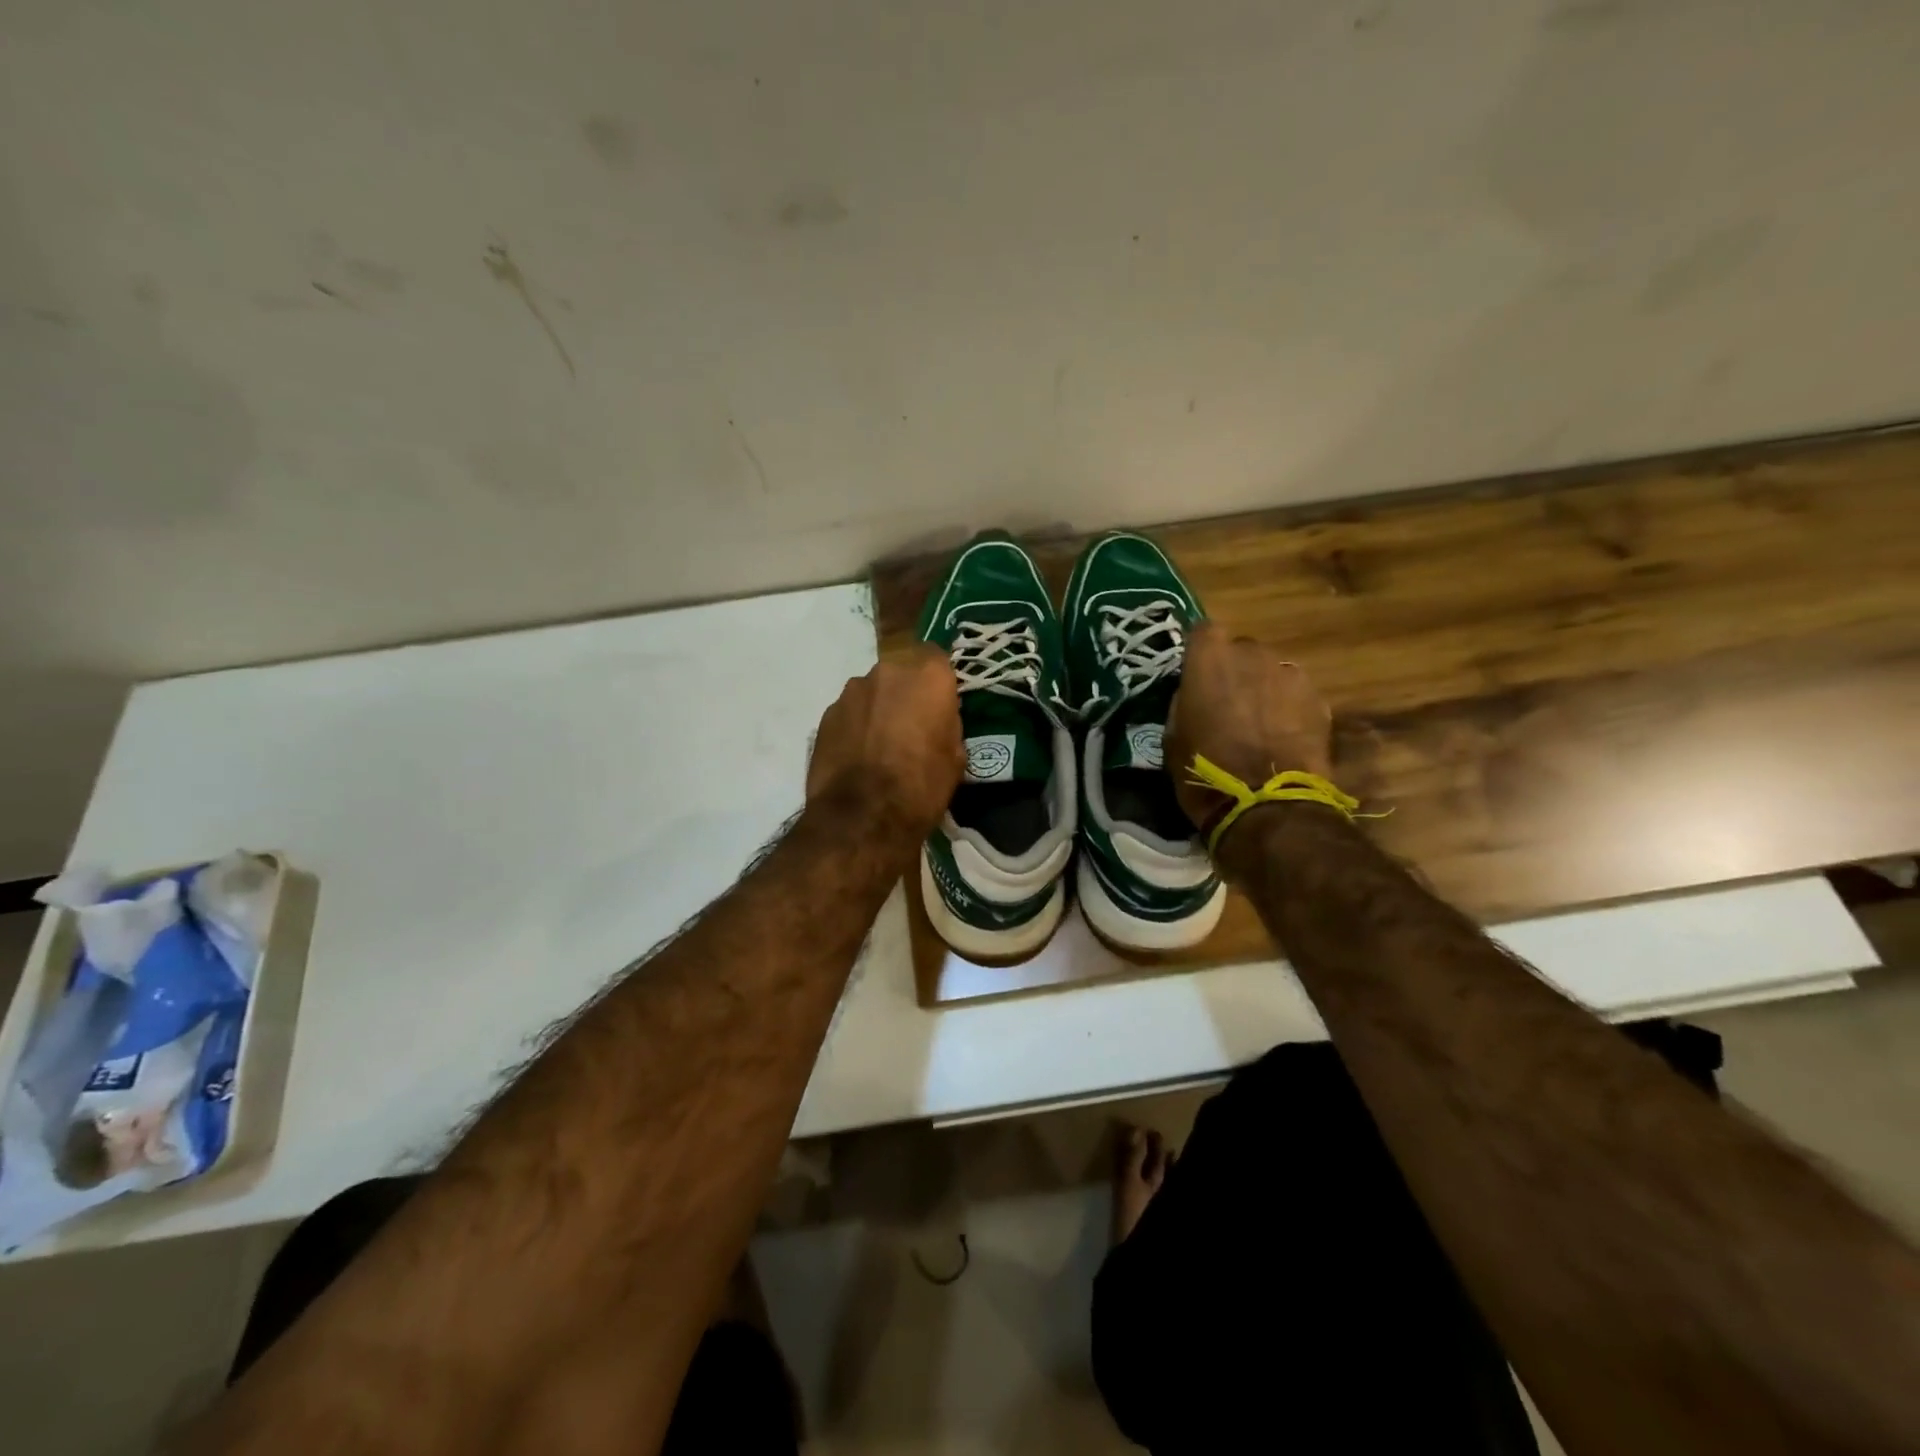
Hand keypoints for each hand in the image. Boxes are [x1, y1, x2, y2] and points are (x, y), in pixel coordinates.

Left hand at [806, 644, 963, 840]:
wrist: (862, 818)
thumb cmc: (921, 787)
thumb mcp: (955, 758)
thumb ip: (947, 725)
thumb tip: (937, 721)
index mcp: (927, 676)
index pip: (937, 657)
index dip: (938, 680)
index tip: (940, 703)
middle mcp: (888, 672)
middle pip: (902, 673)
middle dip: (907, 694)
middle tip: (911, 727)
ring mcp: (852, 692)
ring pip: (873, 692)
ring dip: (878, 709)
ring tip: (880, 745)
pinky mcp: (826, 714)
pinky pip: (850, 713)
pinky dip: (856, 726)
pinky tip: (858, 756)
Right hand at [1166, 621, 1333, 832]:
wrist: (1265, 806)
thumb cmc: (1204, 770)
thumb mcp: (1173, 736)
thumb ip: (1184, 702)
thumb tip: (1193, 694)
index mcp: (1210, 659)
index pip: (1203, 630)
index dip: (1201, 651)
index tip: (1197, 673)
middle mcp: (1252, 654)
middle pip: (1242, 650)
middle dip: (1235, 671)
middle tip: (1228, 704)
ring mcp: (1290, 674)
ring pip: (1272, 671)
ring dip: (1264, 688)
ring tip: (1259, 724)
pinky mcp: (1318, 700)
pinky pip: (1296, 694)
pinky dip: (1289, 708)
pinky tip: (1282, 737)